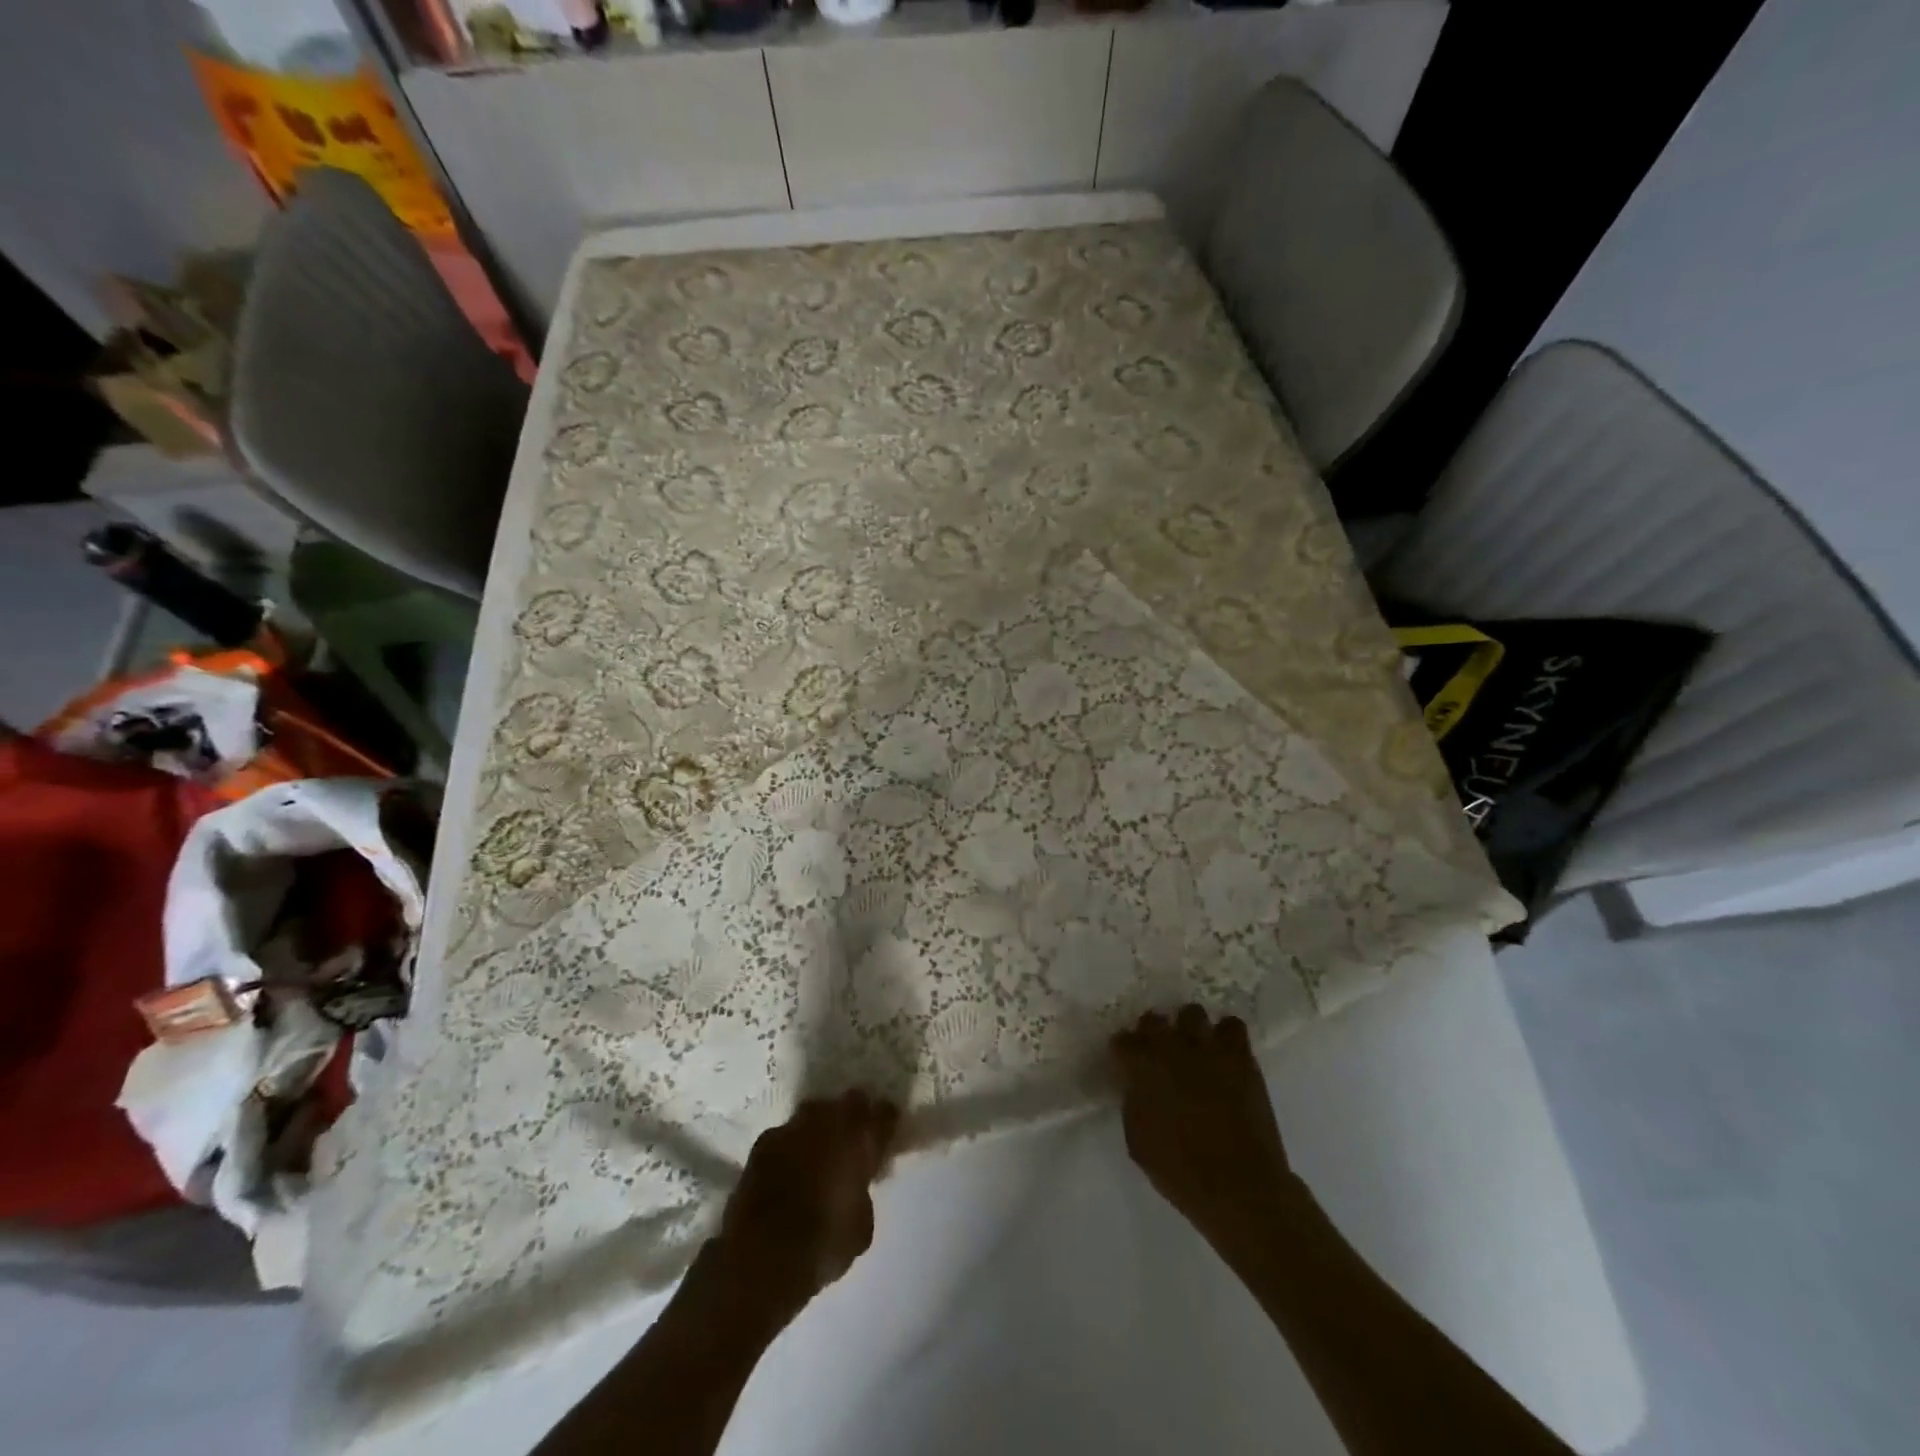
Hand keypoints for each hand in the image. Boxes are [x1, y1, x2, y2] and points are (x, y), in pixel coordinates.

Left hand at [714, 1091, 899, 1319]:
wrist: (762, 1256)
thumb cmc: (824, 1243)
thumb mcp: (861, 1226)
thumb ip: (863, 1192)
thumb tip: (857, 1185)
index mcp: (860, 1138)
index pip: (885, 1113)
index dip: (887, 1122)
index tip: (887, 1133)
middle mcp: (829, 1120)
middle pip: (849, 1102)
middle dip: (854, 1116)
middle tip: (853, 1140)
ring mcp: (793, 1127)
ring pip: (815, 1113)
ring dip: (820, 1128)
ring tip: (818, 1152)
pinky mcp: (763, 1142)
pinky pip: (786, 1135)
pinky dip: (790, 1147)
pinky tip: (788, 1168)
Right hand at [1112, 1005, 1298, 1261]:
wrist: (1241, 1188)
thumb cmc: (1182, 1172)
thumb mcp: (1138, 1142)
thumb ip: (1133, 1103)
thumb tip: (1136, 1085)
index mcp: (1142, 1068)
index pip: (1122, 1041)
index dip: (1124, 1052)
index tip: (1128, 1063)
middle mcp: (1171, 1048)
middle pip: (1154, 1019)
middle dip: (1153, 1033)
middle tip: (1160, 1054)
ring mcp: (1207, 1048)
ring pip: (1192, 1013)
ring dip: (1188, 1029)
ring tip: (1194, 1048)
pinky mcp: (1240, 1056)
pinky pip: (1231, 1025)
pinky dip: (1225, 1035)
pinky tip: (1223, 1053)